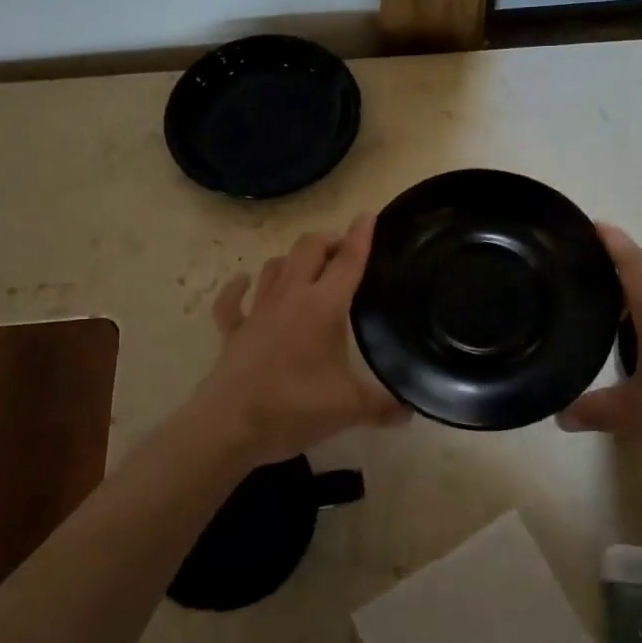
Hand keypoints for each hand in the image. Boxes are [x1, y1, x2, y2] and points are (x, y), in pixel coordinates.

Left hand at [191, 214, 407, 468]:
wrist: (230, 426)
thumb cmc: (294, 408)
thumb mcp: (349, 409)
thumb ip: (383, 406)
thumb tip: (411, 411)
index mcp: (323, 306)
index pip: (348, 261)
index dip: (361, 236)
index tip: (368, 215)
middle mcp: (290, 297)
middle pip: (308, 248)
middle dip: (328, 242)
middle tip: (344, 253)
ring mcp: (258, 311)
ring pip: (274, 266)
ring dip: (293, 260)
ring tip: (308, 268)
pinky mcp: (233, 330)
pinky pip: (232, 300)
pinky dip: (238, 287)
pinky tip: (244, 283)